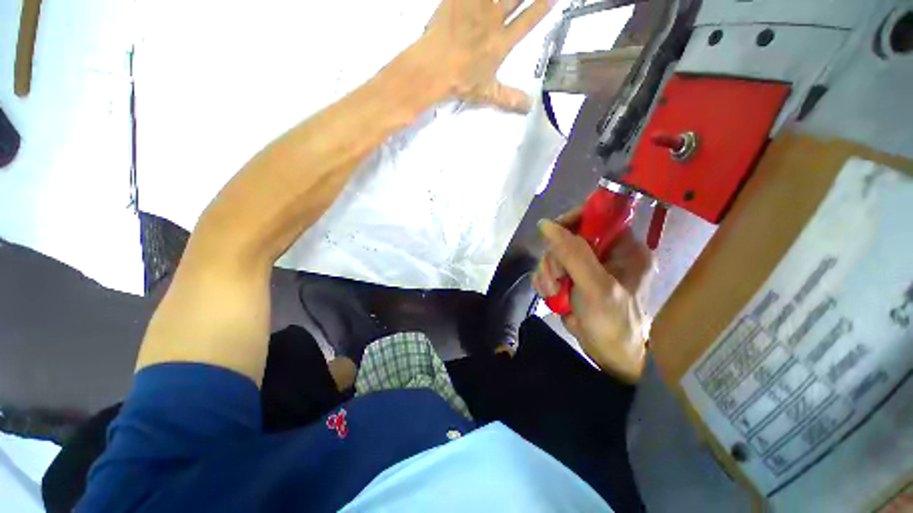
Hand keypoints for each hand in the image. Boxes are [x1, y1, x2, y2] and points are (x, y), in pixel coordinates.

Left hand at [420, 0, 555, 112]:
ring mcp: (476, 6)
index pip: (528, 21)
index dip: (542, 7)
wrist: (433, 67)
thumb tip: (529, 107)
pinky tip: (473, 0)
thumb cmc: (460, 81)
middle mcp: (494, 20)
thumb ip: (509, 98)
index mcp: (501, 43)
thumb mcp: (486, 93)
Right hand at [533, 211, 651, 382]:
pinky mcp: (572, 278)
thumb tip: (546, 224)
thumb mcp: (596, 286)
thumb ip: (572, 253)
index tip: (553, 235)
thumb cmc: (613, 321)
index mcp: (623, 247)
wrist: (609, 355)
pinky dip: (545, 280)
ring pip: (554, 253)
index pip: (595, 216)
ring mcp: (586, 266)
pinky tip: (549, 294)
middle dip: (555, 257)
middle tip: (558, 277)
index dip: (572, 220)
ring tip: (554, 291)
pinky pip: (549, 268)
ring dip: (547, 272)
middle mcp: (605, 252)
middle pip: (567, 236)